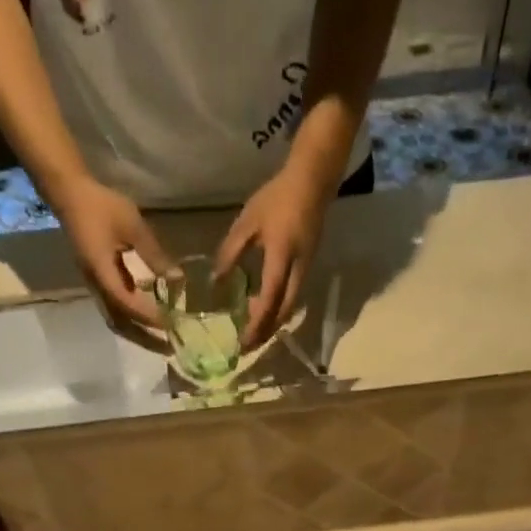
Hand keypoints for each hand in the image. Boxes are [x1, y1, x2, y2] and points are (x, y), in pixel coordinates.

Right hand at [54, 177, 173, 332]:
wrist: (70, 194)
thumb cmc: (101, 206)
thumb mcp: (132, 225)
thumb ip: (154, 253)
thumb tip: (177, 279)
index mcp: (102, 273)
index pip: (128, 304)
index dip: (149, 317)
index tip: (171, 325)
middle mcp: (96, 286)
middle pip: (120, 324)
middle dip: (144, 339)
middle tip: (168, 350)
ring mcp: (95, 285)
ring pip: (116, 320)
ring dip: (138, 334)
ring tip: (161, 342)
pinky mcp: (98, 281)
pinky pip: (115, 309)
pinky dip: (132, 319)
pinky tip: (149, 320)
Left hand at [215, 160, 331, 347]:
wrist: (313, 182)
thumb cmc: (276, 199)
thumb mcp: (247, 223)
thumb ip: (230, 253)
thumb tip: (217, 282)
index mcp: (281, 257)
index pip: (270, 298)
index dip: (257, 323)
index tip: (243, 342)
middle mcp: (297, 270)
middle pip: (284, 312)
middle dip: (266, 332)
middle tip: (247, 347)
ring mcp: (305, 270)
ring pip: (290, 307)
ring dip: (272, 324)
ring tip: (253, 334)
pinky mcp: (307, 268)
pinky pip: (292, 297)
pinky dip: (278, 310)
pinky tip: (264, 311)